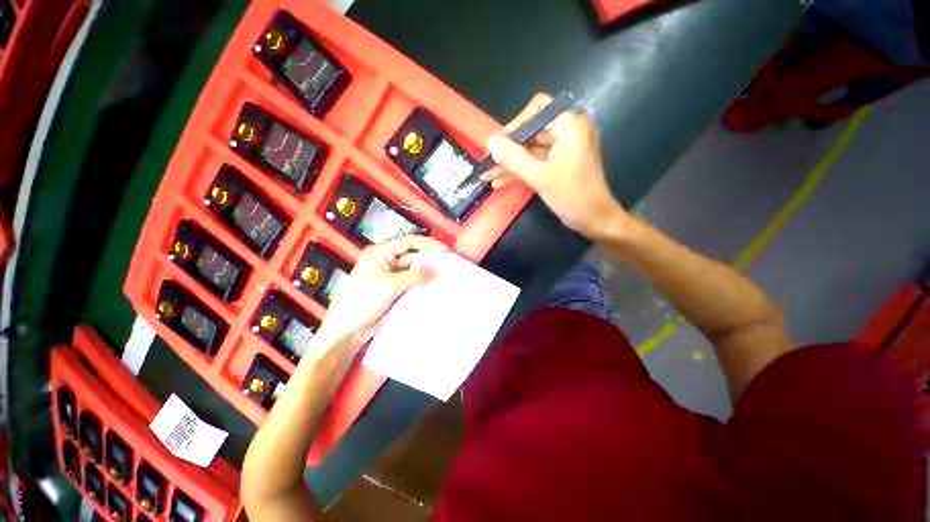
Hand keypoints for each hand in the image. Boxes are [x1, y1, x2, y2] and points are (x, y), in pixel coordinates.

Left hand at [315, 235, 448, 346]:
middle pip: (412, 255)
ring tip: (445, 275)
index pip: (407, 242)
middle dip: (429, 258)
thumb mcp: (389, 286)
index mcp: (380, 253)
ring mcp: (391, 276)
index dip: (427, 244)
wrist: (348, 330)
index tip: (445, 250)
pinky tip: (434, 285)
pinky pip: (412, 282)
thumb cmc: (361, 302)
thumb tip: (435, 270)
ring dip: (427, 272)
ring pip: (413, 269)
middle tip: (448, 264)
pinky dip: (422, 283)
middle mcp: (386, 261)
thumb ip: (414, 276)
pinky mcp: (394, 289)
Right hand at [482, 92, 630, 238]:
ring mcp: (564, 148)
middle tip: (488, 164)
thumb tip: (489, 141)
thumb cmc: (571, 195)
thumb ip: (513, 157)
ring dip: (510, 164)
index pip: (537, 110)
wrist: (594, 219)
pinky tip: (500, 182)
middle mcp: (568, 131)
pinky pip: (536, 162)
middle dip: (508, 151)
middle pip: (531, 132)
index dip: (515, 125)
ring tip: (488, 177)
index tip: (498, 144)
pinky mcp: (559, 163)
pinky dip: (520, 171)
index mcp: (570, 125)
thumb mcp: (539, 176)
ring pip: (531, 150)